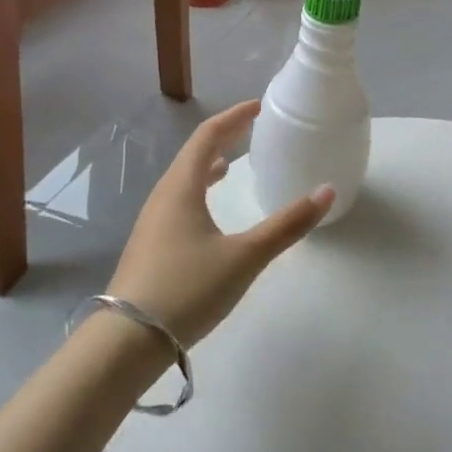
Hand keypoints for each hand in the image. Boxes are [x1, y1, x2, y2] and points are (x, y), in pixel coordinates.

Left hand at [107, 101, 333, 348]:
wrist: (125, 344)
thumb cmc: (187, 289)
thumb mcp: (245, 257)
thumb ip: (287, 224)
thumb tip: (326, 191)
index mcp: (182, 188)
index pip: (207, 136)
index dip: (233, 117)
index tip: (257, 107)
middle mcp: (163, 197)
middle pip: (192, 154)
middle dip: (222, 137)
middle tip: (250, 130)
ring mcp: (152, 223)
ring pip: (182, 180)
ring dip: (207, 164)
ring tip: (230, 164)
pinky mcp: (150, 247)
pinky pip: (177, 201)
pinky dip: (198, 190)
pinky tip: (209, 212)